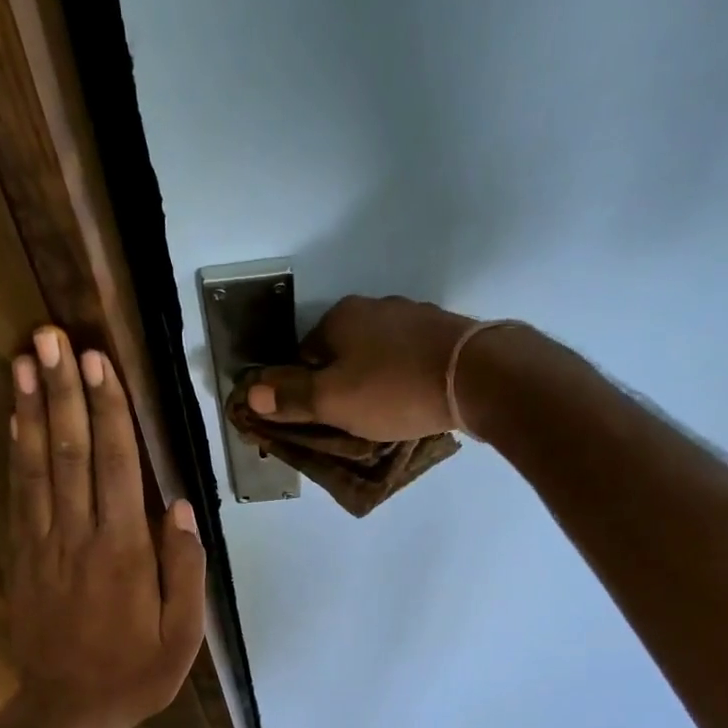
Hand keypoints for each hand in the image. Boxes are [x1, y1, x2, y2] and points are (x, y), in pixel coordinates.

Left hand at [8, 326, 205, 727]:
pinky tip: (14, 418)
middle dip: (63, 391)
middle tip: (52, 336)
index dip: (108, 410)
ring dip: (31, 409)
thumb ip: (185, 569)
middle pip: (71, 451)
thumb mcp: (183, 635)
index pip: (117, 465)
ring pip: (37, 465)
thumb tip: (180, 506)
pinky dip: (15, 453)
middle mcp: (79, 537)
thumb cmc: (136, 673)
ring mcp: (43, 545)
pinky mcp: (21, 557)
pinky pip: (17, 496)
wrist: (69, 708)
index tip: (98, 362)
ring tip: (24, 359)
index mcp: (124, 552)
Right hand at [238, 294, 474, 440]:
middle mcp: (374, 307)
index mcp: (340, 318)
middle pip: (341, 354)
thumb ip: (290, 397)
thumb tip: (249, 394)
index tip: (320, 418)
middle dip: (341, 384)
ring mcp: (413, 316)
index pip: (303, 356)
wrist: (477, 376)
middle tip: (352, 421)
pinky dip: (404, 378)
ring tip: (386, 414)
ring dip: (374, 381)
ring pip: (376, 355)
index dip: (306, 390)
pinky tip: (413, 400)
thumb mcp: (332, 401)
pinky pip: (408, 358)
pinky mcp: (444, 331)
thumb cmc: (394, 390)